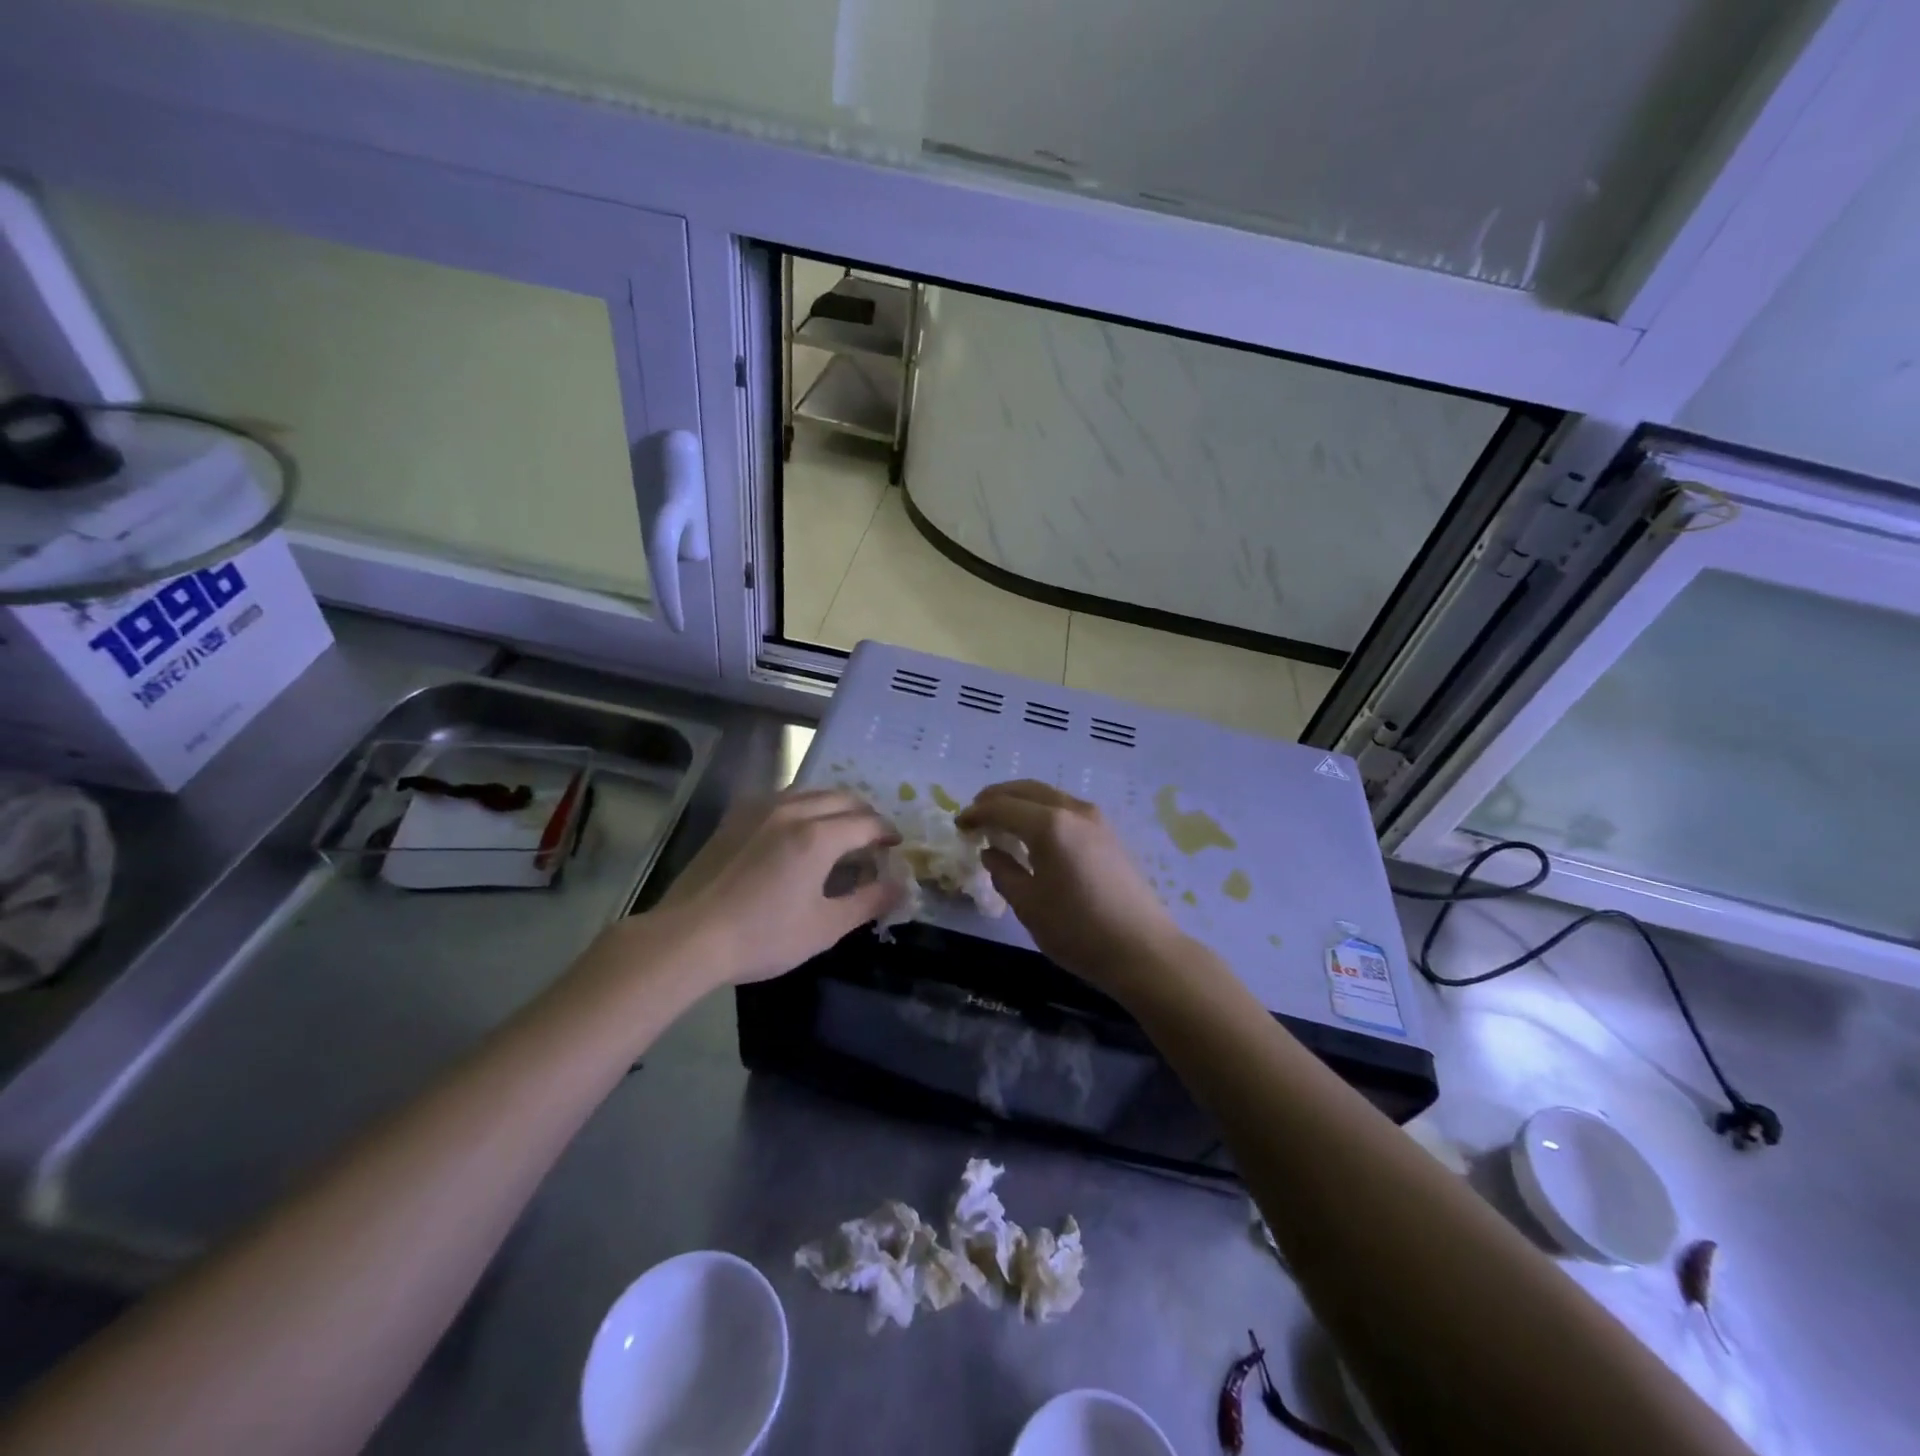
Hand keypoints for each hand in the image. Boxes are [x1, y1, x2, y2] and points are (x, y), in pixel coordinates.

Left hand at [653, 788, 903, 985]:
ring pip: (811, 791)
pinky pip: (782, 797)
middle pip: (842, 798)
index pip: (867, 823)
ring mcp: (760, 808)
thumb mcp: (824, 927)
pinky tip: (798, 827)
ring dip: (834, 805)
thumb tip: (900, 886)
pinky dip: (803, 805)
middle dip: (865, 814)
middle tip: (873, 838)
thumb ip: (868, 902)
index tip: (895, 847)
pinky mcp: (736, 816)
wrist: (688, 936)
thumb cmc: (762, 936)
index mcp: (818, 836)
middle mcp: (793, 810)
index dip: (887, 833)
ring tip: (840, 829)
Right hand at [957, 780, 1184, 990]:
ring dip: (1020, 802)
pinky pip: (1065, 807)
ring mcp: (1095, 819)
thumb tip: (991, 851)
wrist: (1142, 949)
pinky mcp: (1107, 833)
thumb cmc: (1078, 930)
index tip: (958, 825)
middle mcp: (1072, 810)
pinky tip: (1033, 833)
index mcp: (1049, 825)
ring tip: (1000, 822)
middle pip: (1026, 790)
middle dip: (996, 798)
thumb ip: (1003, 871)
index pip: (1001, 807)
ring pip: (1048, 795)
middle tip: (975, 814)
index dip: (976, 813)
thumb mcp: (1028, 905)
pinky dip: (1041, 811)